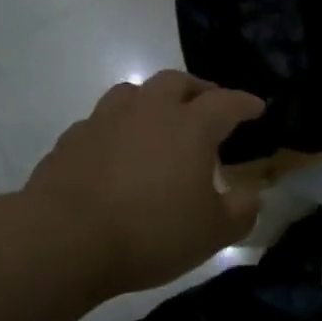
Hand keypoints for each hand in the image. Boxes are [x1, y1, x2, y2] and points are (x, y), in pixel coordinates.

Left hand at [25, 71, 265, 298]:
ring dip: (152, 100)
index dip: (245, 103)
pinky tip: (115, 150)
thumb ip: (241, 211)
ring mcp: (105, 120)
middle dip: (198, 90)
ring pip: (133, 92)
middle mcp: (148, 110)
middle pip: (176, 82)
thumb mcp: (212, 233)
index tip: (257, 107)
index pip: (226, 103)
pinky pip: (101, 121)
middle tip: (208, 105)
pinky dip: (116, 128)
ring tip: (158, 120)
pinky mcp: (72, 139)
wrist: (65, 238)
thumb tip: (252, 194)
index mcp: (190, 126)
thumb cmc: (151, 233)